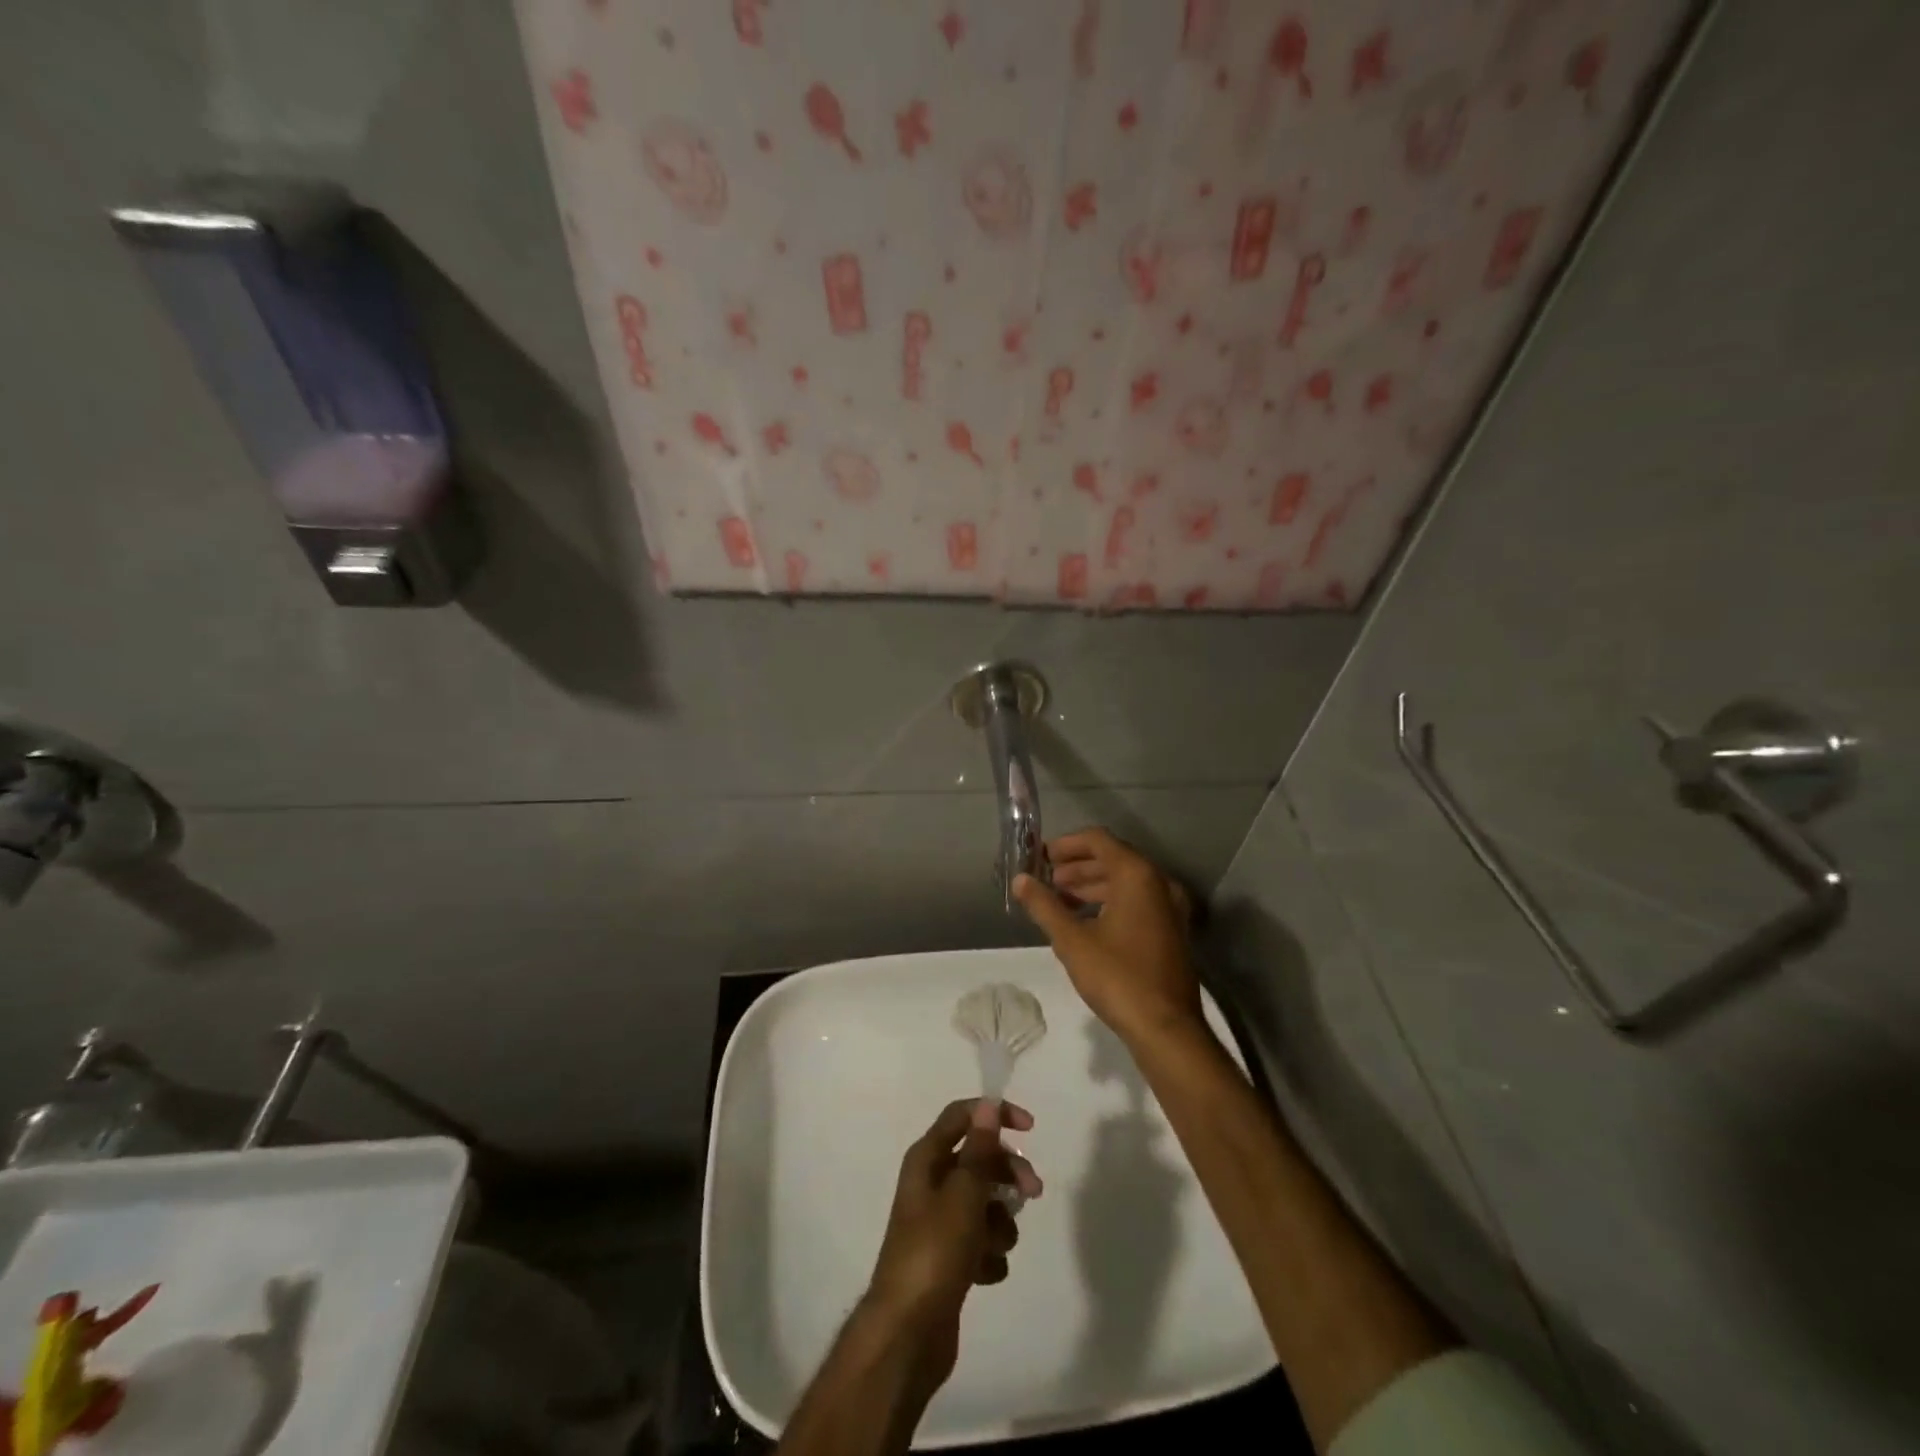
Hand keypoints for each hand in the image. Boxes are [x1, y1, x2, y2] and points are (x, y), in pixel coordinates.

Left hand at [864, 1099, 1041, 1383]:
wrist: (908, 1333)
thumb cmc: (935, 1252)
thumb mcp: (963, 1195)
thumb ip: (979, 1150)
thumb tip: (987, 1105)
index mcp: (927, 1159)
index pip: (962, 1116)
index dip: (996, 1114)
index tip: (1030, 1129)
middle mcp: (931, 1183)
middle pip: (979, 1160)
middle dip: (1008, 1173)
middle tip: (1033, 1192)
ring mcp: (939, 1222)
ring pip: (984, 1203)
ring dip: (1000, 1221)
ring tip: (997, 1246)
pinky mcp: (948, 1258)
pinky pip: (981, 1241)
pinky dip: (989, 1254)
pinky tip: (985, 1273)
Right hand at [1014, 829, 1202, 1047]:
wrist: (1166, 1028)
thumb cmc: (1117, 977)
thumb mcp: (1072, 941)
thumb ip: (1044, 905)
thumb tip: (1020, 880)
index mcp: (1137, 875)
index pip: (1098, 840)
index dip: (1066, 844)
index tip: (1039, 857)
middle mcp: (1158, 882)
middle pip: (1112, 858)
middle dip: (1076, 866)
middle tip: (1045, 880)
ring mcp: (1169, 907)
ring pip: (1124, 882)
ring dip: (1090, 885)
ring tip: (1058, 901)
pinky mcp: (1170, 930)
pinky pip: (1136, 901)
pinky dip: (1109, 902)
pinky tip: (1084, 922)